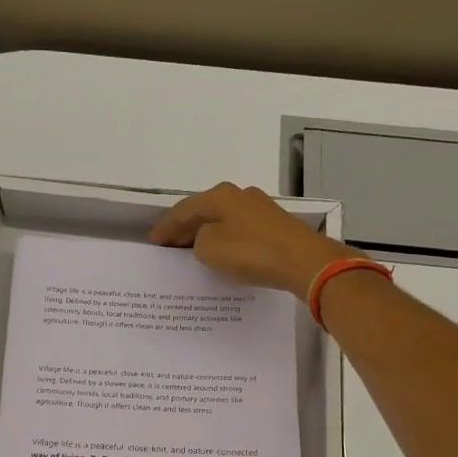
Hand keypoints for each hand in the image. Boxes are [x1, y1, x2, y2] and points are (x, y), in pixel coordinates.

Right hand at [149, 181, 358, 298]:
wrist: (304, 261)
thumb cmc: (251, 251)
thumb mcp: (209, 248)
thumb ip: (198, 241)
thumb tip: (206, 239)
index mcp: (220, 195)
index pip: (184, 209)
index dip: (166, 226)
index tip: (153, 240)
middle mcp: (241, 195)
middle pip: (205, 211)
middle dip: (186, 227)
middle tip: (170, 244)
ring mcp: (262, 209)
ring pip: (225, 220)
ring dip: (208, 234)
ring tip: (193, 250)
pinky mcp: (277, 226)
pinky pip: (241, 232)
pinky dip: (227, 241)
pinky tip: (224, 253)